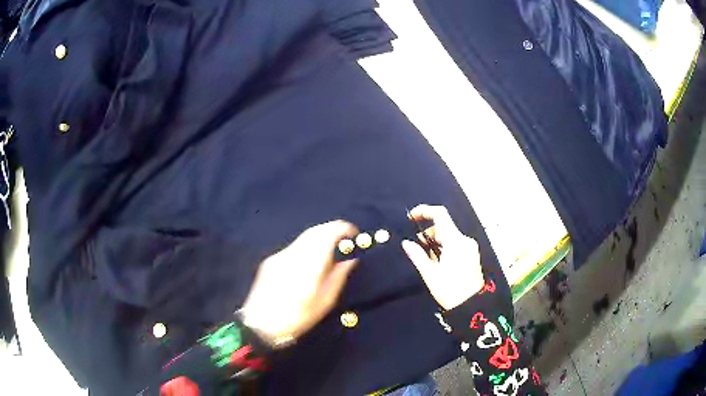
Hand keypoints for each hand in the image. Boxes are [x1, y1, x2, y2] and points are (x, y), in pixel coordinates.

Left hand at [240, 220, 358, 346]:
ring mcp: (280, 256)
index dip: (343, 229)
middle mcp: (294, 254)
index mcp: (310, 265)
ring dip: (319, 237)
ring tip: (330, 251)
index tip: (353, 233)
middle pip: (315, 230)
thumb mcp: (324, 302)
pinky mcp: (271, 260)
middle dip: (332, 229)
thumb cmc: (297, 318)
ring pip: (303, 237)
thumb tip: (350, 261)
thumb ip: (338, 277)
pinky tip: (309, 262)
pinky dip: (307, 247)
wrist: (261, 324)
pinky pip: (294, 247)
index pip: (328, 234)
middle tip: (344, 239)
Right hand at [402, 205, 484, 309]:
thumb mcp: (430, 274)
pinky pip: (455, 244)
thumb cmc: (450, 290)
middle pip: (443, 227)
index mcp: (455, 241)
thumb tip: (406, 243)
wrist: (471, 306)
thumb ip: (417, 255)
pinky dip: (444, 248)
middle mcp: (465, 240)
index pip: (440, 215)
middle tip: (416, 248)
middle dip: (427, 234)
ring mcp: (470, 247)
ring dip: (435, 243)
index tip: (411, 217)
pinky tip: (437, 262)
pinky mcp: (472, 255)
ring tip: (426, 260)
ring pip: (448, 237)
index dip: (424, 211)